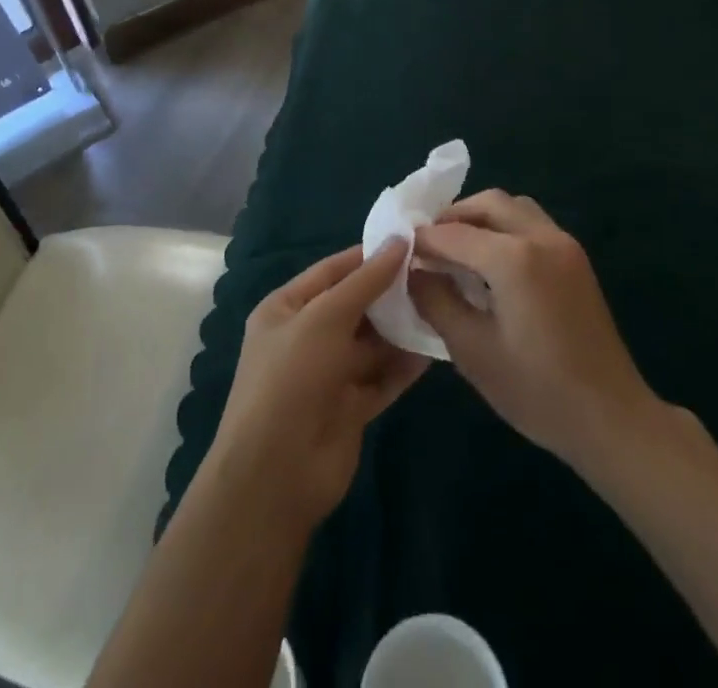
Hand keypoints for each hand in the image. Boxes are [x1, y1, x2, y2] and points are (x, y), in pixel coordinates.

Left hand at [205, 242, 428, 531]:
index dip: (369, 256)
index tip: (410, 242)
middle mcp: (306, 337)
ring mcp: (328, 374)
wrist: (275, 476)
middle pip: (355, 306)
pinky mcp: (350, 408)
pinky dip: (404, 366)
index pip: (333, 270)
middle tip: (435, 273)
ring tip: (442, 306)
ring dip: (401, 328)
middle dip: (390, 293)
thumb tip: (399, 241)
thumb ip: (365, 282)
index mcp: (286, 308)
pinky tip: (435, 348)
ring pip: (372, 343)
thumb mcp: (324, 318)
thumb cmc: (291, 378)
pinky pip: (382, 378)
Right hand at [410, 192, 656, 471]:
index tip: (400, 252)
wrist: (612, 418)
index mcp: (514, 258)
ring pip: (514, 207)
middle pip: (488, 203)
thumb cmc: (537, 391)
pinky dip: (505, 228)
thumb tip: (414, 272)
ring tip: (458, 250)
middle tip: (428, 245)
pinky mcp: (576, 258)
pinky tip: (492, 263)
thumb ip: (437, 302)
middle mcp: (541, 237)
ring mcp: (564, 244)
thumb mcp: (473, 351)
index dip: (423, 241)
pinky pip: (532, 223)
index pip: (454, 234)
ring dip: (482, 218)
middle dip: (452, 218)